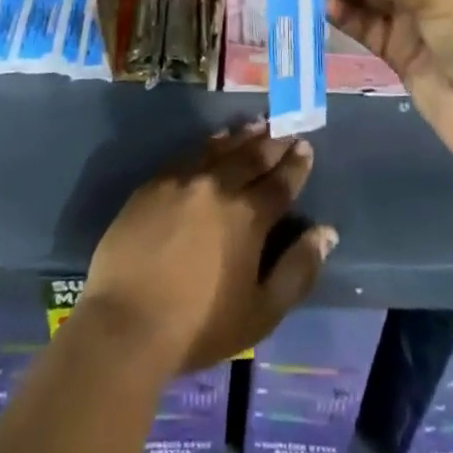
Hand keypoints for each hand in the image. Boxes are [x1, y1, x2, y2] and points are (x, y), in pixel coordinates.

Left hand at [81, 124, 336, 372]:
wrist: (126, 323)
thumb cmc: (199, 327)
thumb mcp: (261, 312)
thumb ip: (297, 270)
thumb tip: (325, 232)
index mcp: (248, 217)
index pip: (279, 183)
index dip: (295, 164)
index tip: (305, 147)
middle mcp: (217, 187)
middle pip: (251, 157)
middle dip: (272, 143)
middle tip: (286, 129)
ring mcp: (182, 181)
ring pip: (220, 149)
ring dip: (242, 137)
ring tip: (256, 125)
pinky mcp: (153, 184)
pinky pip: (188, 154)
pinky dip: (208, 144)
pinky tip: (214, 142)